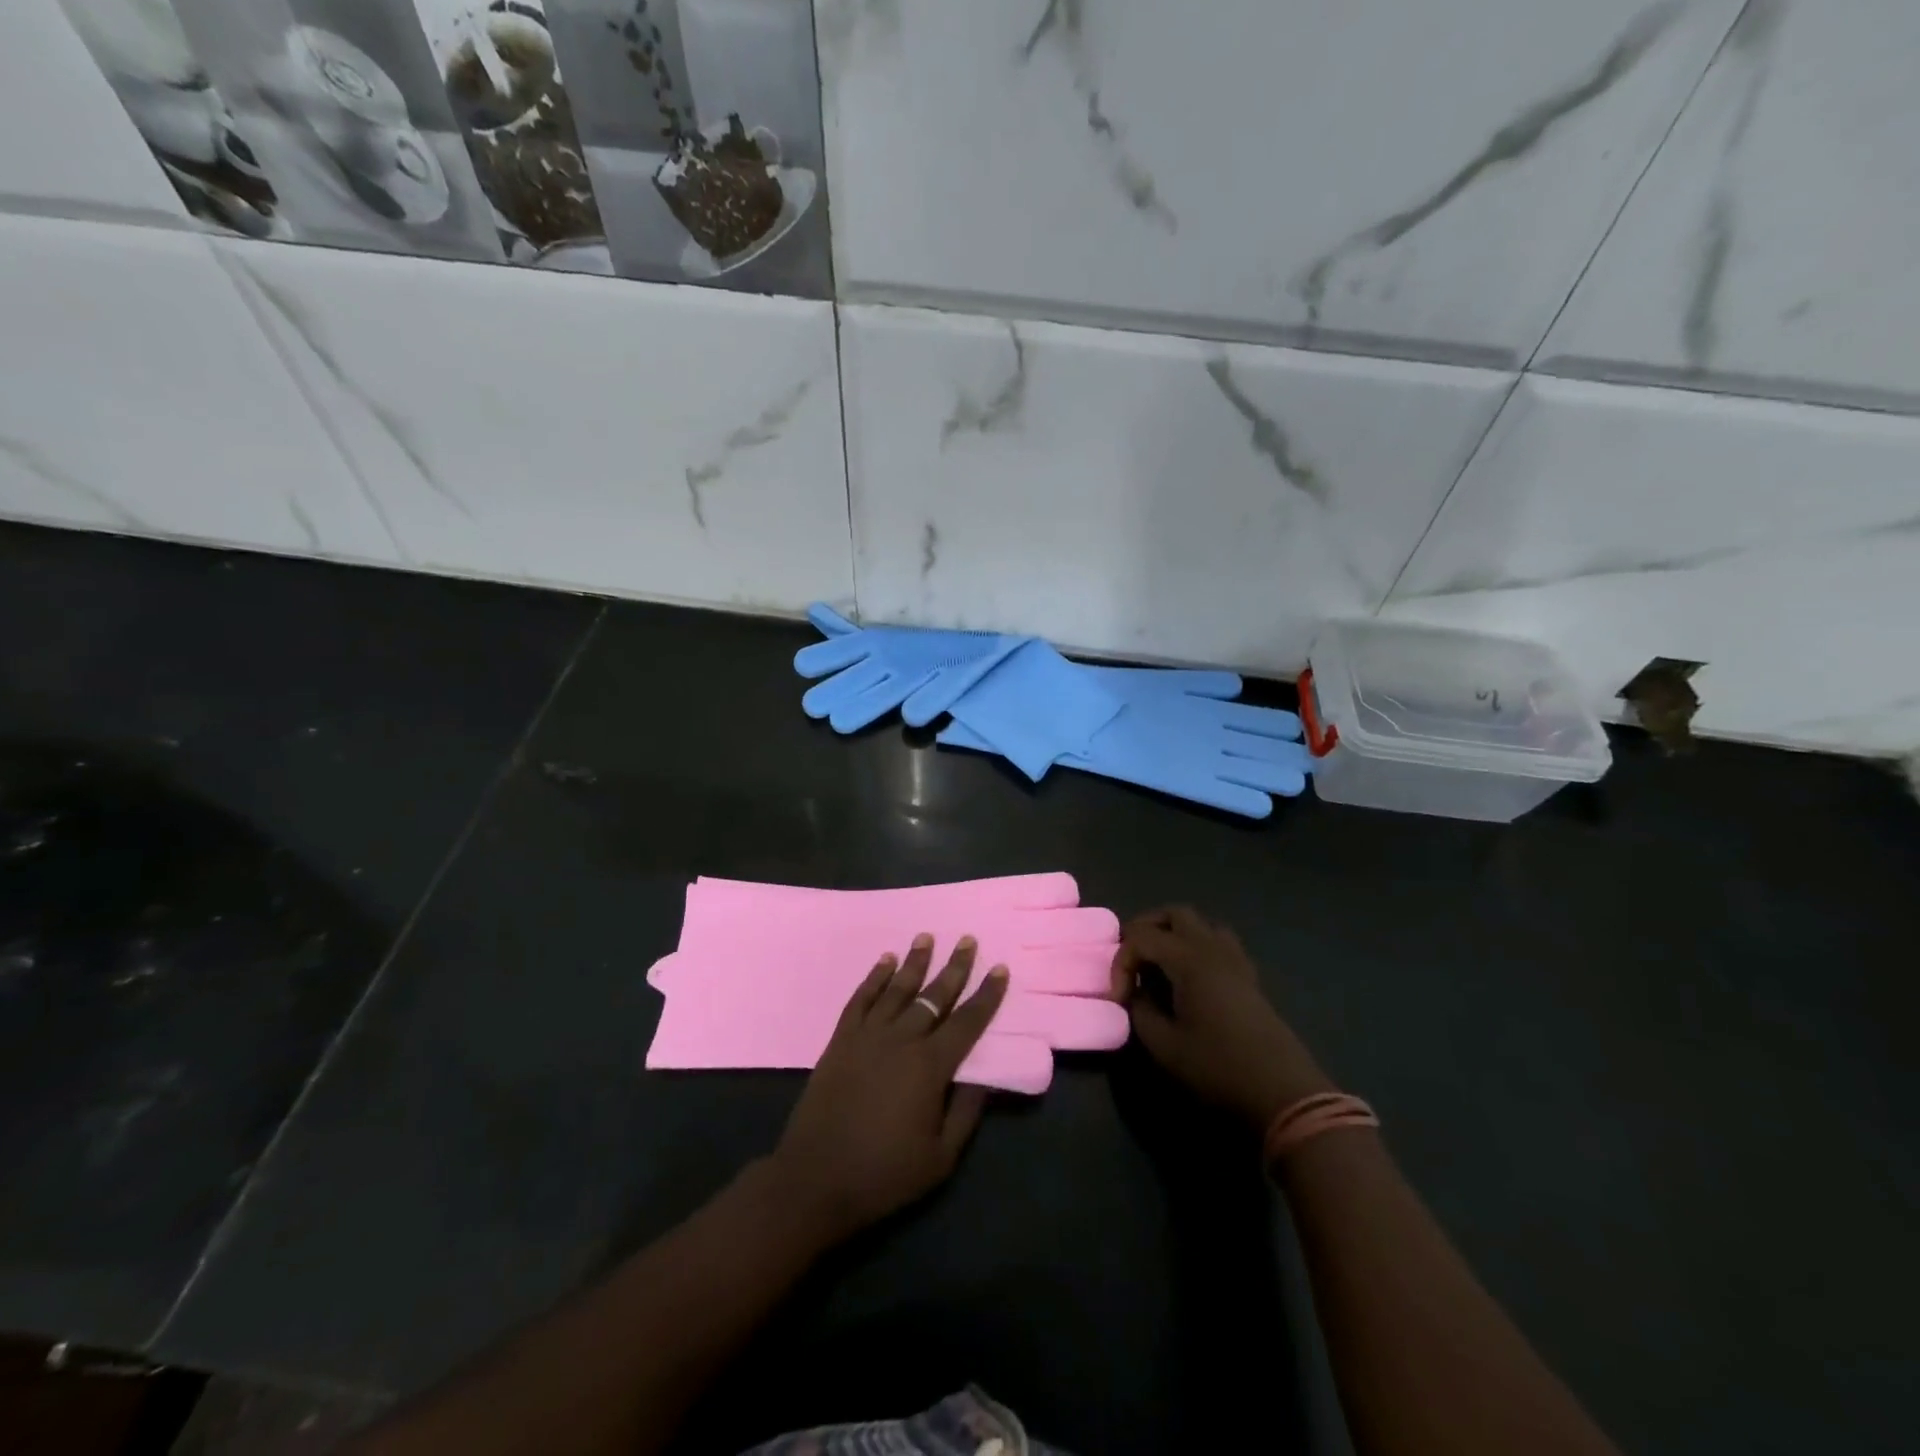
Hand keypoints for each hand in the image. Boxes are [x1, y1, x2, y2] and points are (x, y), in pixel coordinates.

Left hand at [767, 934, 1008, 1244]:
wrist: (816, 1178)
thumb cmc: (884, 1173)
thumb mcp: (940, 1157)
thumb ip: (966, 1112)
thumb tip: (987, 1078)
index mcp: (930, 1067)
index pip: (967, 1022)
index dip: (986, 995)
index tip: (999, 968)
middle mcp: (902, 1040)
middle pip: (934, 996)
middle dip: (954, 967)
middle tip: (967, 939)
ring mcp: (867, 1036)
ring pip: (897, 989)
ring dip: (914, 962)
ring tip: (927, 937)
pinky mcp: (840, 1040)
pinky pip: (861, 999)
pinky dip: (874, 978)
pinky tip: (884, 961)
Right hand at [1114, 906, 1332, 1128]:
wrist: (1282, 1092)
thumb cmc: (1219, 1066)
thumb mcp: (1165, 1046)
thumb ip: (1141, 1012)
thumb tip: (1137, 995)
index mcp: (1189, 959)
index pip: (1141, 938)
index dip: (1121, 964)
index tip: (1119, 1000)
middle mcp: (1213, 949)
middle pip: (1174, 914)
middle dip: (1145, 929)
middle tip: (1131, 960)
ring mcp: (1235, 960)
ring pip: (1201, 924)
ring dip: (1174, 934)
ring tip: (1159, 964)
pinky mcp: (1249, 977)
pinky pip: (1219, 943)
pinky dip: (1197, 948)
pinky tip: (1190, 979)